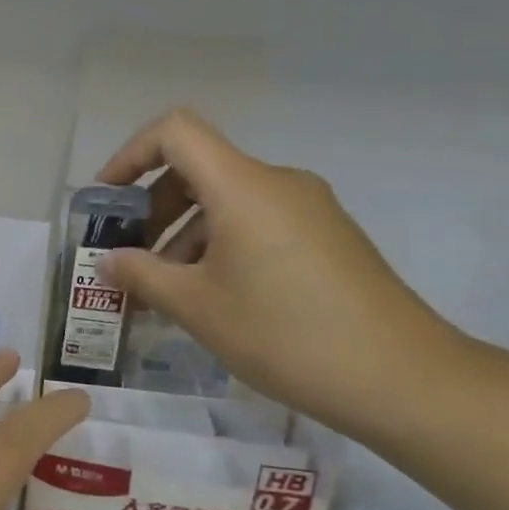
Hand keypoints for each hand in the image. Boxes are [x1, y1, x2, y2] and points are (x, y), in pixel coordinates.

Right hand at [98, 108, 461, 439]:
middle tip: (127, 258)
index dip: (129, 155)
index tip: (107, 202)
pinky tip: (209, 298)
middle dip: (151, 209)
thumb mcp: (196, 307)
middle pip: (198, 168)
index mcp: (243, 186)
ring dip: (182, 236)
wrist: (401, 377)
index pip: (174, 132)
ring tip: (161, 292)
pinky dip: (218, 247)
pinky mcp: (326, 238)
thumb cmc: (284, 333)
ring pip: (226, 202)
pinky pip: (256, 224)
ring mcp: (308, 209)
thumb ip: (141, 276)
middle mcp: (277, 183)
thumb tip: (108, 262)